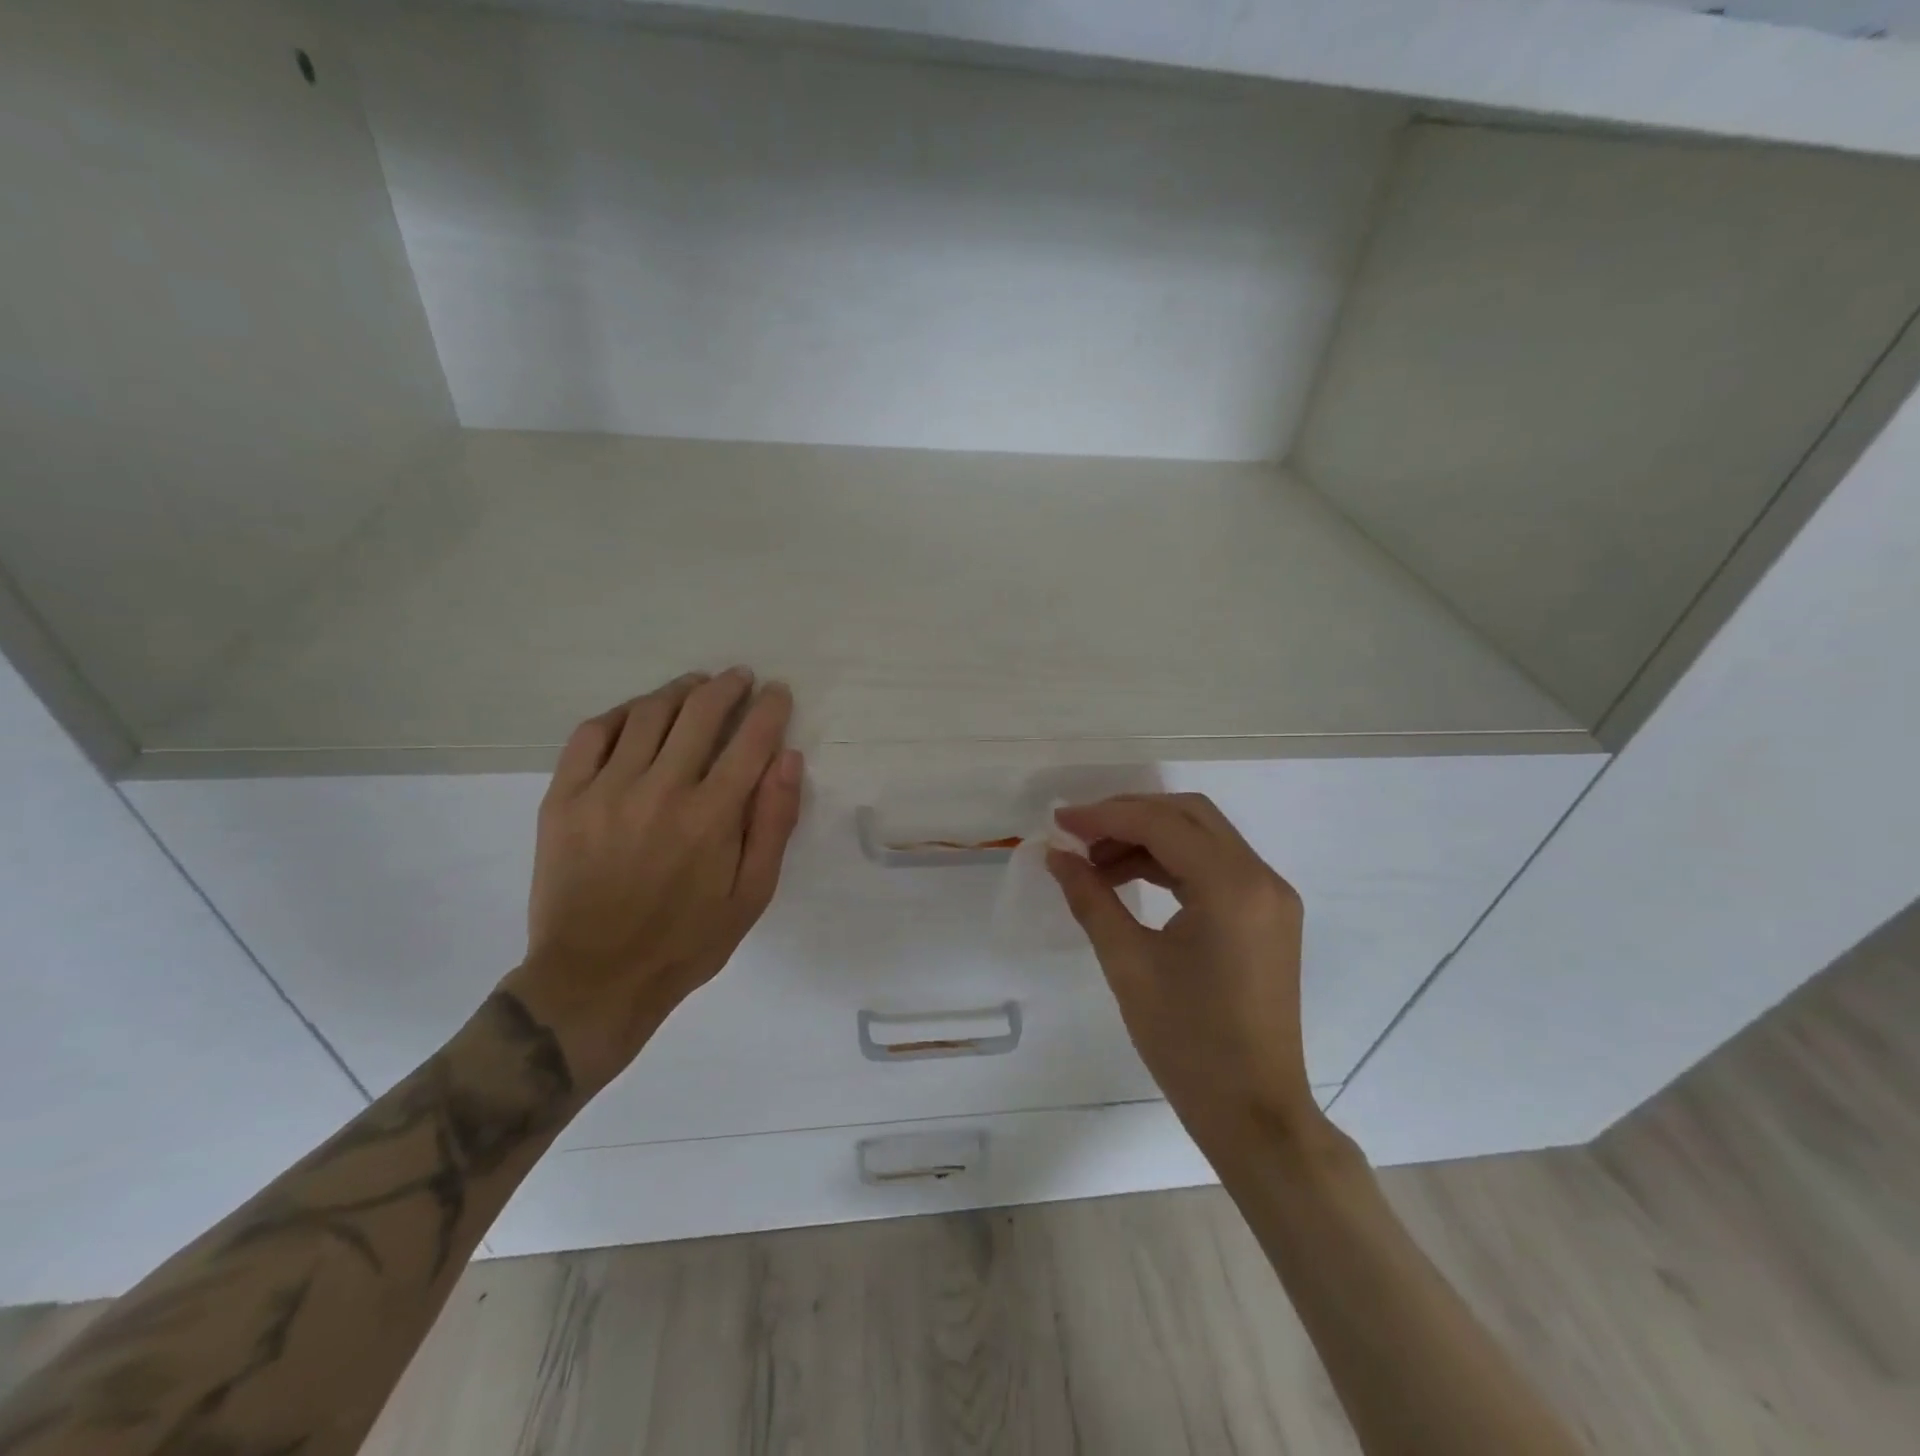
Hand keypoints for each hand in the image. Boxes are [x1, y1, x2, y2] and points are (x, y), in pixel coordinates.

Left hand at [503, 668, 804, 1093]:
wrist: (594, 978)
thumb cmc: (686, 942)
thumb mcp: (752, 895)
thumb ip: (774, 823)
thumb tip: (789, 759)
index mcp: (712, 816)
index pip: (750, 740)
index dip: (770, 709)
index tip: (778, 692)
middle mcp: (661, 790)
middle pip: (700, 713)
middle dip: (727, 687)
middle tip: (740, 678)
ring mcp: (606, 790)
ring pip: (647, 714)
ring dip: (678, 691)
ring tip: (694, 687)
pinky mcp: (564, 798)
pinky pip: (590, 734)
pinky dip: (619, 714)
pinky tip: (636, 715)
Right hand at [1048, 793, 1320, 1146]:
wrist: (1254, 1113)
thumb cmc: (1187, 1042)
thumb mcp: (1128, 964)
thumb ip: (1090, 898)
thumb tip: (1056, 855)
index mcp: (1232, 887)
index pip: (1162, 824)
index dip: (1105, 816)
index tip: (1059, 822)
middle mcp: (1262, 878)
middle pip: (1189, 815)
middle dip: (1129, 816)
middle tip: (1079, 835)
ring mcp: (1271, 896)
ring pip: (1203, 837)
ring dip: (1149, 838)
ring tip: (1096, 864)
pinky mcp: (1268, 916)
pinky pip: (1216, 866)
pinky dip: (1172, 863)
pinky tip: (1131, 880)